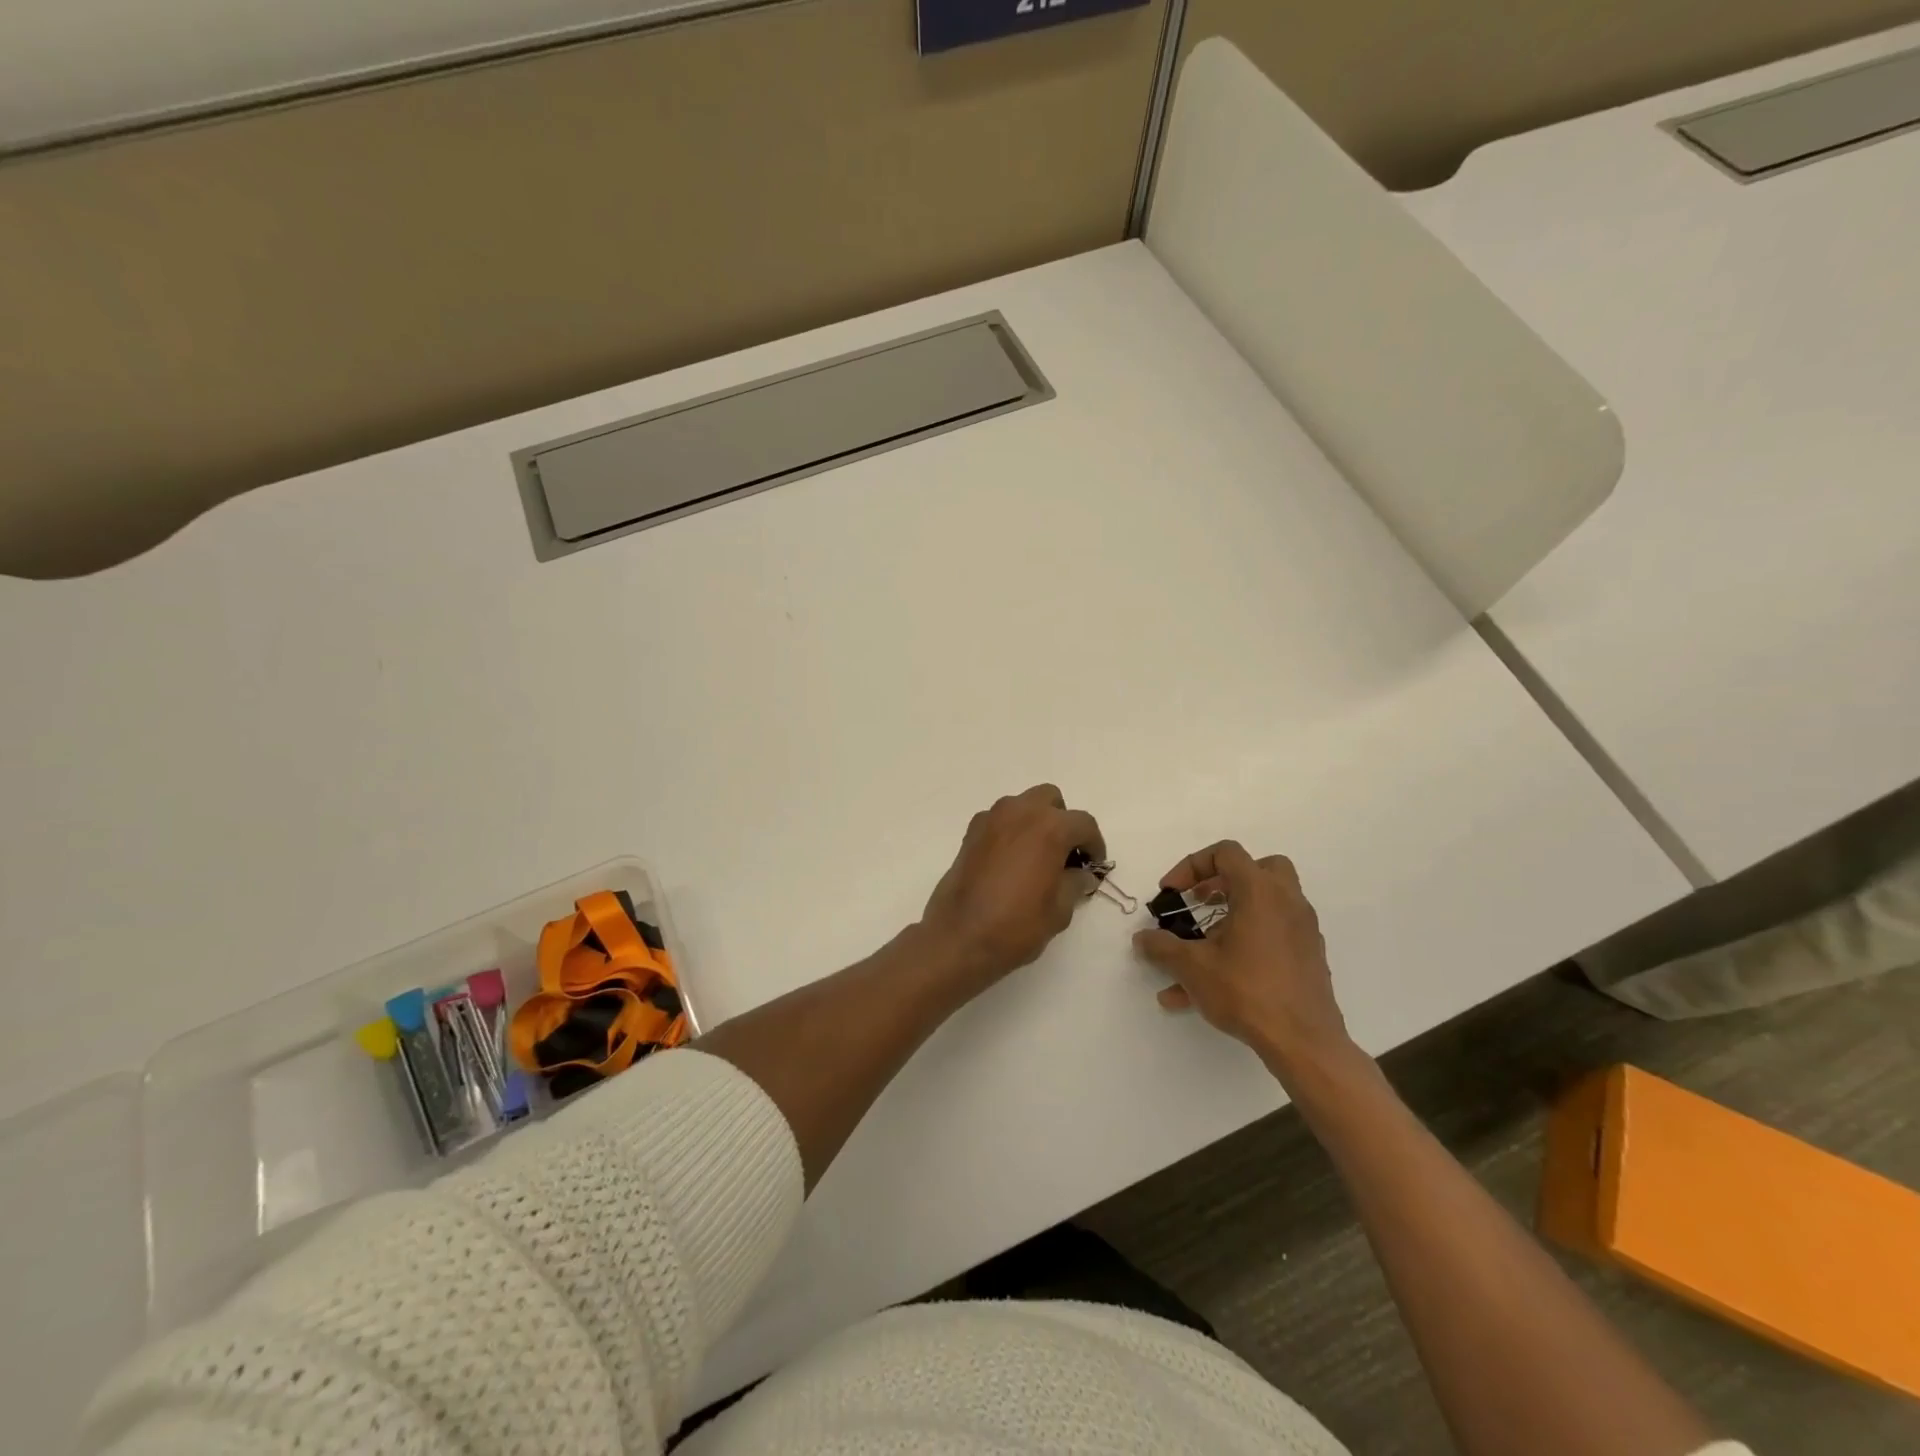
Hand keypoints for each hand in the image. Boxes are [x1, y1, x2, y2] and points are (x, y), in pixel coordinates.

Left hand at [919, 784, 1105, 991]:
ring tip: (1037, 857)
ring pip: (1022, 805)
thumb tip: (1081, 874)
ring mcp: (991, 819)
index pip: (1084, 824)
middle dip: (1062, 821)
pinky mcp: (970, 832)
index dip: (1094, 844)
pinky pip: (999, 820)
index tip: (1094, 865)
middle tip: (1064, 854)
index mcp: (1050, 827)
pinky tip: (1010, 861)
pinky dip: (1010, 831)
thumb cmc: (1017, 924)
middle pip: (1051, 800)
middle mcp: (1020, 812)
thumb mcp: (1060, 910)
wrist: (960, 936)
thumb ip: (1075, 883)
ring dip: (1035, 822)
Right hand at [1133, 840, 1353, 1079]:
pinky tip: (1216, 980)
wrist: (1304, 1042)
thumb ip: (1162, 947)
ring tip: (1199, 949)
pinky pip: (1271, 937)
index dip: (1192, 866)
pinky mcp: (1307, 957)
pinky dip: (1245, 944)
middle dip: (1223, 881)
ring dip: (1231, 916)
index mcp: (1260, 891)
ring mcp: (1302, 930)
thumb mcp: (1193, 966)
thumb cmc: (1247, 991)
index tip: (1172, 894)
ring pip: (1265, 905)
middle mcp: (1286, 902)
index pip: (1226, 853)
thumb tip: (1142, 938)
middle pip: (1258, 869)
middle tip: (1200, 902)